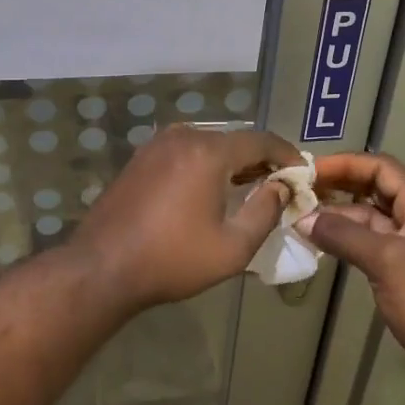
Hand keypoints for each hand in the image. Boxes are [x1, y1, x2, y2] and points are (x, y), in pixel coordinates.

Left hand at [70, 125, 301, 311]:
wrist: (102, 267)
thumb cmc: (172, 260)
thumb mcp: (232, 247)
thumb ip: (265, 211)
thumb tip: (281, 187)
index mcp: (209, 151)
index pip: (261, 141)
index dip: (287, 155)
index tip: (303, 173)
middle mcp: (183, 136)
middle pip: (234, 139)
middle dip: (259, 159)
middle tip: (279, 184)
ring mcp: (157, 144)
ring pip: (208, 143)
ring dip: (231, 161)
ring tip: (248, 186)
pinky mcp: (140, 157)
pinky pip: (184, 151)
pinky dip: (205, 163)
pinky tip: (209, 188)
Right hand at [299, 153, 404, 395]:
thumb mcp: (385, 261)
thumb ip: (344, 235)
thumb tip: (304, 219)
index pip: (382, 168)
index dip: (346, 164)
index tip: (310, 170)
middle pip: (375, 190)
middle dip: (339, 187)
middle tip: (300, 191)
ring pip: (370, 219)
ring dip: (339, 216)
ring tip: (301, 219)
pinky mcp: (404, 272)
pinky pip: (370, 244)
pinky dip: (346, 240)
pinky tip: (321, 244)